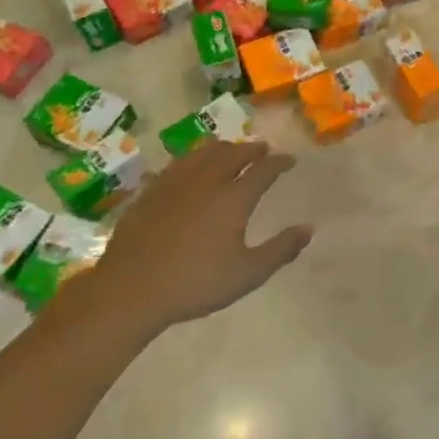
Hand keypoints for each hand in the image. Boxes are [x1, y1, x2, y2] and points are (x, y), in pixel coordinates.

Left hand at [75, 140, 312, 336]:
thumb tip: (308, 229)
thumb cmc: (195, 283)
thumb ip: (280, 250)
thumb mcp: (247, 274)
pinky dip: (192, 159)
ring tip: (229, 150)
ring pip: (202, 152)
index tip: (289, 160)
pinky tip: (189, 168)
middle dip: (252, 149)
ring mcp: (174, 184)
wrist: (130, 290)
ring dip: (222, 148)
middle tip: (262, 150)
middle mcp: (207, 181)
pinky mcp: (150, 192)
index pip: (263, 169)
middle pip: (233, 153)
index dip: (279, 162)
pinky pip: (176, 164)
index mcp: (233, 198)